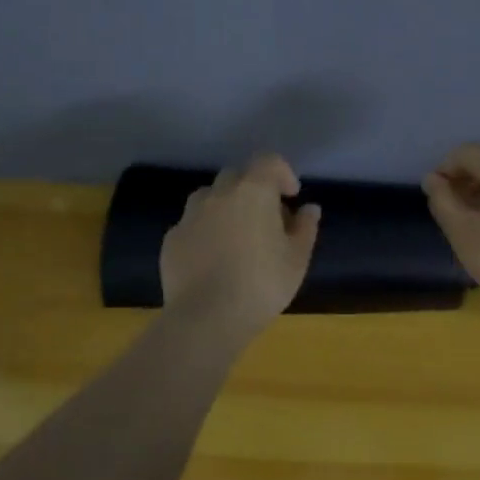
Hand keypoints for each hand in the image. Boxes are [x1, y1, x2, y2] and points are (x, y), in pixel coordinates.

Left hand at [160, 154, 321, 339]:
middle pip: (237, 176)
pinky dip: (205, 231)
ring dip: (226, 206)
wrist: (206, 318)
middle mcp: (218, 194)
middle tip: (266, 218)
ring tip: (237, 235)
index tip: (291, 196)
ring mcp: (190, 216)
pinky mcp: (171, 239)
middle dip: (253, 189)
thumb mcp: (297, 258)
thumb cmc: (262, 284)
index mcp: (253, 191)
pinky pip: (192, 224)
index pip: (269, 161)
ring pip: (210, 197)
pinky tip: (213, 258)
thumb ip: (305, 227)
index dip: (283, 173)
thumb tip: (309, 209)